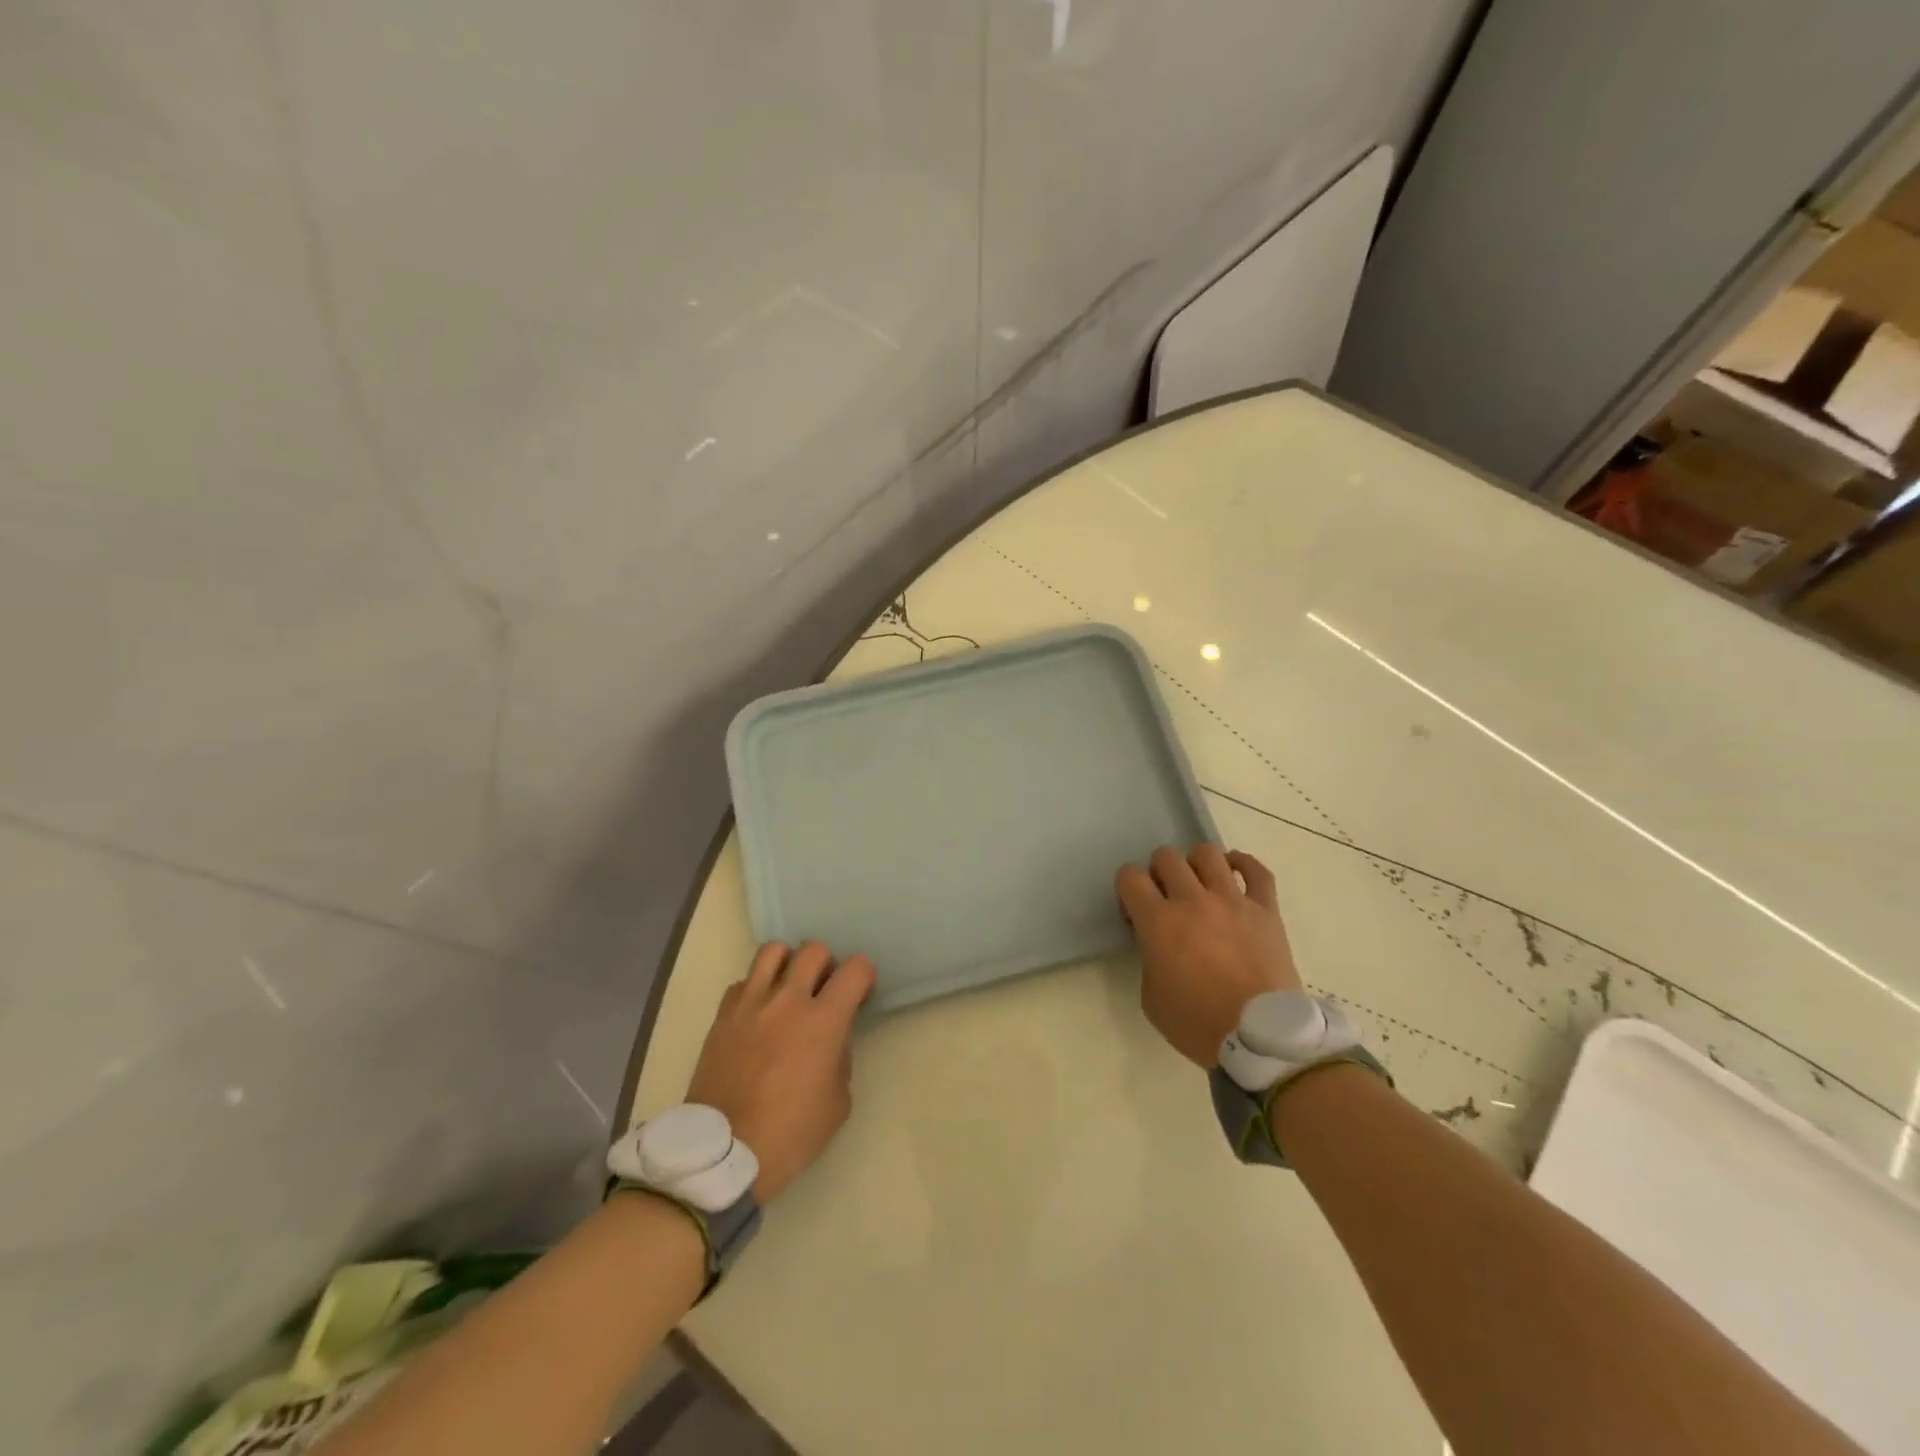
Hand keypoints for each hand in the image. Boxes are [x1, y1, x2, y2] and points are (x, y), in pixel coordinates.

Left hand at [686, 941, 875, 1202]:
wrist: (724, 1153)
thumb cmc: (790, 1133)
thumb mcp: (838, 1102)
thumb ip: (841, 1057)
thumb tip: (832, 1039)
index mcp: (824, 1020)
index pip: (856, 968)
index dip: (864, 976)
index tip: (860, 995)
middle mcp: (788, 999)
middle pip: (814, 949)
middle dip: (827, 964)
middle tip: (823, 990)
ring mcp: (751, 1003)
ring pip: (774, 950)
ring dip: (789, 963)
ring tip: (789, 987)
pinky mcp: (723, 1014)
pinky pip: (743, 981)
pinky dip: (755, 988)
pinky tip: (758, 1013)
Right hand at [1115, 846, 1300, 1066]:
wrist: (1261, 1040)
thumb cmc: (1199, 1024)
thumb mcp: (1152, 998)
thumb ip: (1149, 958)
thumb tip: (1160, 944)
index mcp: (1159, 922)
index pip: (1129, 876)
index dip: (1127, 890)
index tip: (1135, 914)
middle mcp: (1193, 900)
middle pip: (1166, 857)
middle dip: (1159, 873)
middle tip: (1166, 899)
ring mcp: (1233, 901)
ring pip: (1207, 853)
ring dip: (1195, 865)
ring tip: (1200, 886)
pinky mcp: (1266, 909)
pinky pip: (1256, 870)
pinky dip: (1242, 864)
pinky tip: (1233, 873)